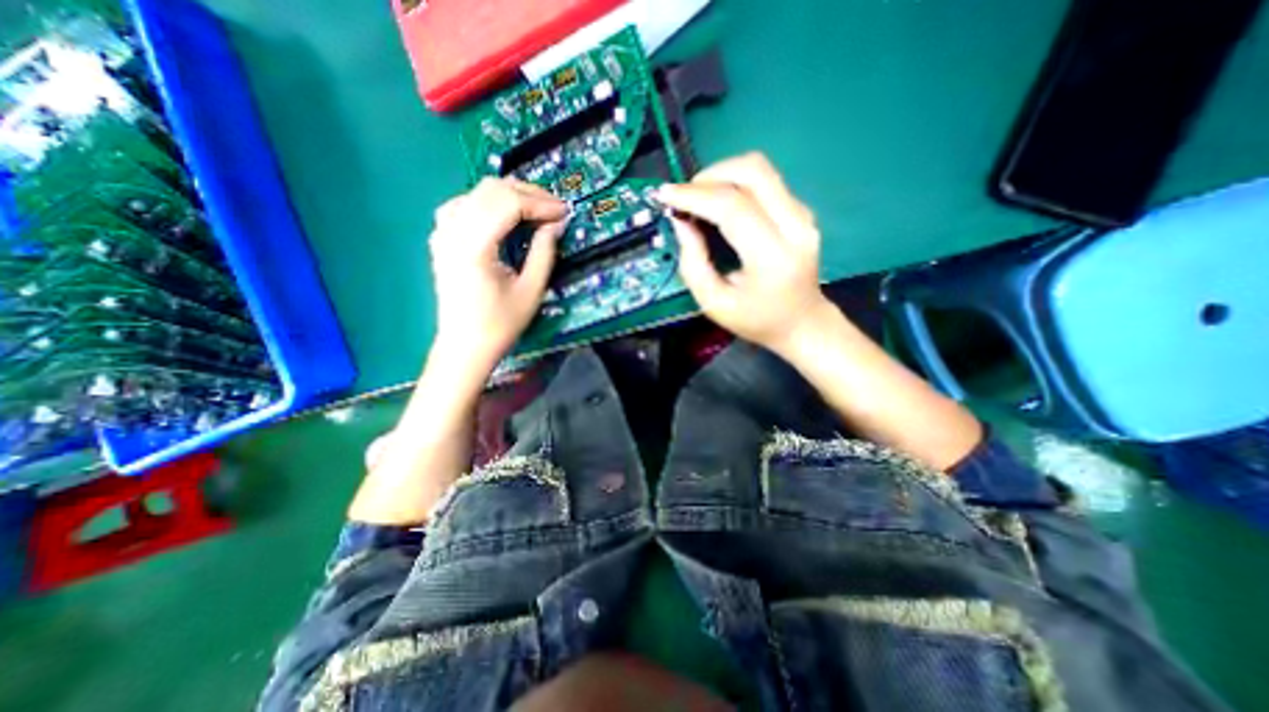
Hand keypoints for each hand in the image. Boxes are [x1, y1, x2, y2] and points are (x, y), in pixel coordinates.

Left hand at [427, 175, 565, 370]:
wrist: (465, 345)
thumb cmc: (500, 324)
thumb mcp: (531, 290)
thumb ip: (544, 252)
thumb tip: (556, 224)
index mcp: (474, 245)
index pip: (509, 203)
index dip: (541, 203)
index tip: (565, 212)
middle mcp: (452, 230)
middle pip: (492, 190)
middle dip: (529, 194)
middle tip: (555, 209)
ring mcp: (442, 232)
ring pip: (478, 192)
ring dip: (510, 195)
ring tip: (536, 209)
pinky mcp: (442, 238)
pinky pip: (465, 203)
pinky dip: (490, 203)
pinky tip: (505, 215)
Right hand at [654, 152, 833, 357]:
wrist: (802, 322)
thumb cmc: (755, 320)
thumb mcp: (714, 303)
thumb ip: (693, 262)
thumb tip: (681, 220)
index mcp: (772, 258)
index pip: (732, 208)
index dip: (694, 195)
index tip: (665, 194)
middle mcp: (795, 228)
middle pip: (753, 171)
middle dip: (709, 175)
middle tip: (684, 195)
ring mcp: (803, 215)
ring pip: (760, 169)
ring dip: (722, 175)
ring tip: (699, 197)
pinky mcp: (802, 210)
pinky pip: (765, 181)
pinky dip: (735, 184)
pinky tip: (719, 203)